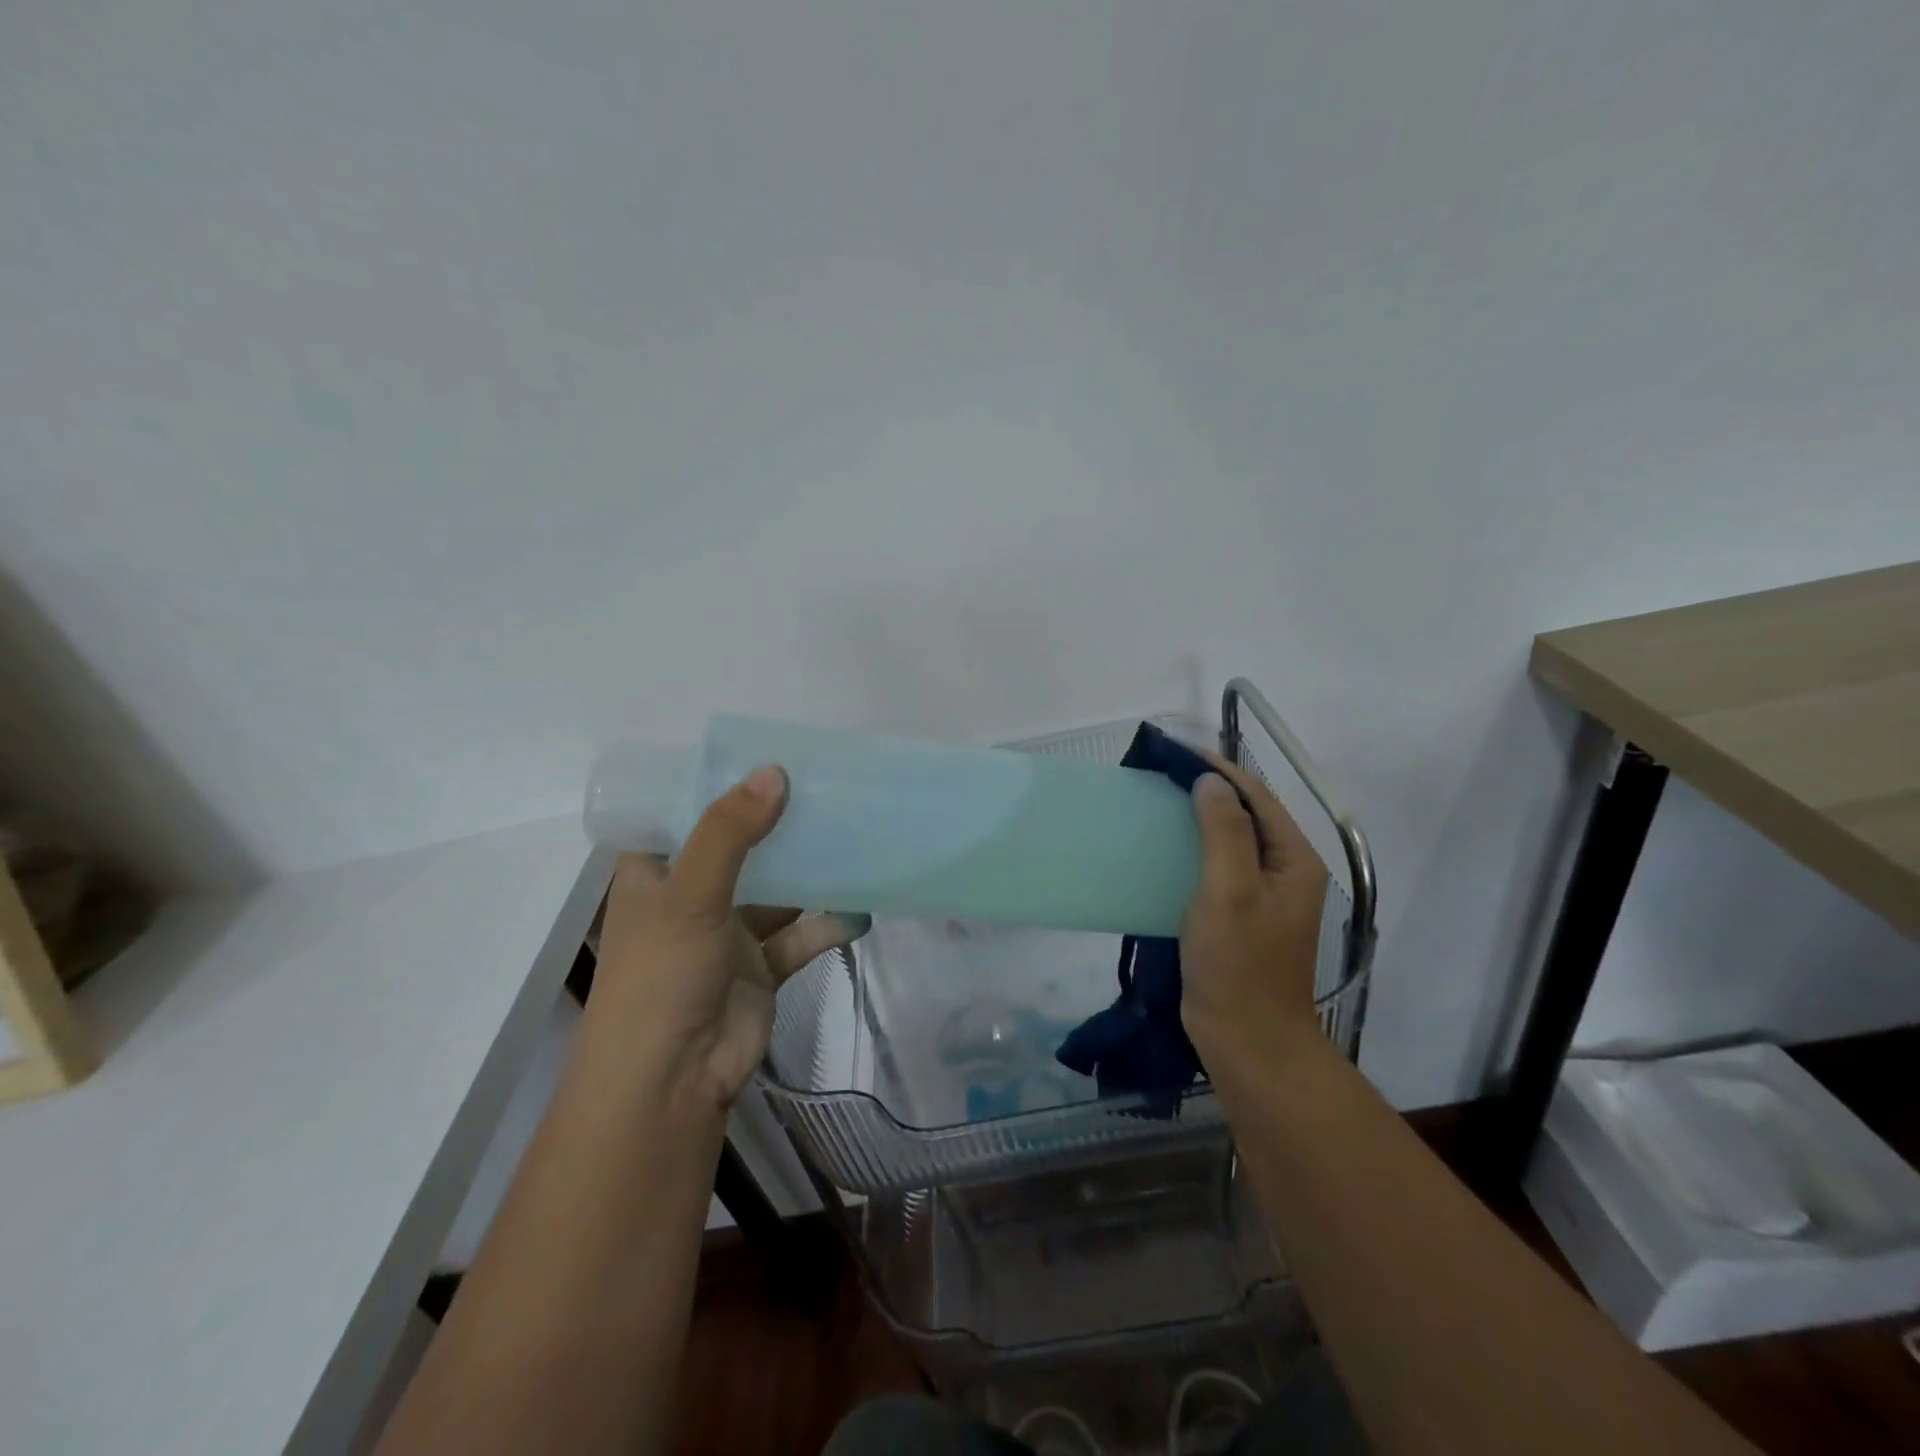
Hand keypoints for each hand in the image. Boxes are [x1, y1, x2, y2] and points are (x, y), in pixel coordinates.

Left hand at [590, 764, 870, 1113]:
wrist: (671, 1084)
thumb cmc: (660, 979)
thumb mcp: (689, 896)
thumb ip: (730, 834)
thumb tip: (776, 773)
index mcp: (655, 872)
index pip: (683, 812)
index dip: (719, 783)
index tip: (765, 751)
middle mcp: (691, 895)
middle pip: (738, 845)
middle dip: (777, 820)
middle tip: (825, 783)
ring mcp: (727, 932)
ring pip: (776, 889)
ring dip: (809, 869)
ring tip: (854, 832)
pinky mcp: (761, 966)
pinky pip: (801, 934)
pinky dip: (829, 922)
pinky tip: (863, 907)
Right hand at [1180, 755, 1329, 1071]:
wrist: (1246, 1040)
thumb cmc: (1240, 963)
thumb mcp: (1230, 890)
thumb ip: (1224, 831)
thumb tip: (1211, 782)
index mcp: (1293, 860)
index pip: (1257, 798)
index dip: (1220, 770)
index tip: (1177, 753)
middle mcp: (1283, 872)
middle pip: (1246, 816)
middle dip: (1208, 791)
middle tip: (1162, 776)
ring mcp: (1262, 898)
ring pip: (1229, 843)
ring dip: (1197, 820)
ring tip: (1158, 804)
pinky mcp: (1238, 918)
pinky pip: (1216, 870)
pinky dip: (1191, 852)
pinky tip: (1162, 851)